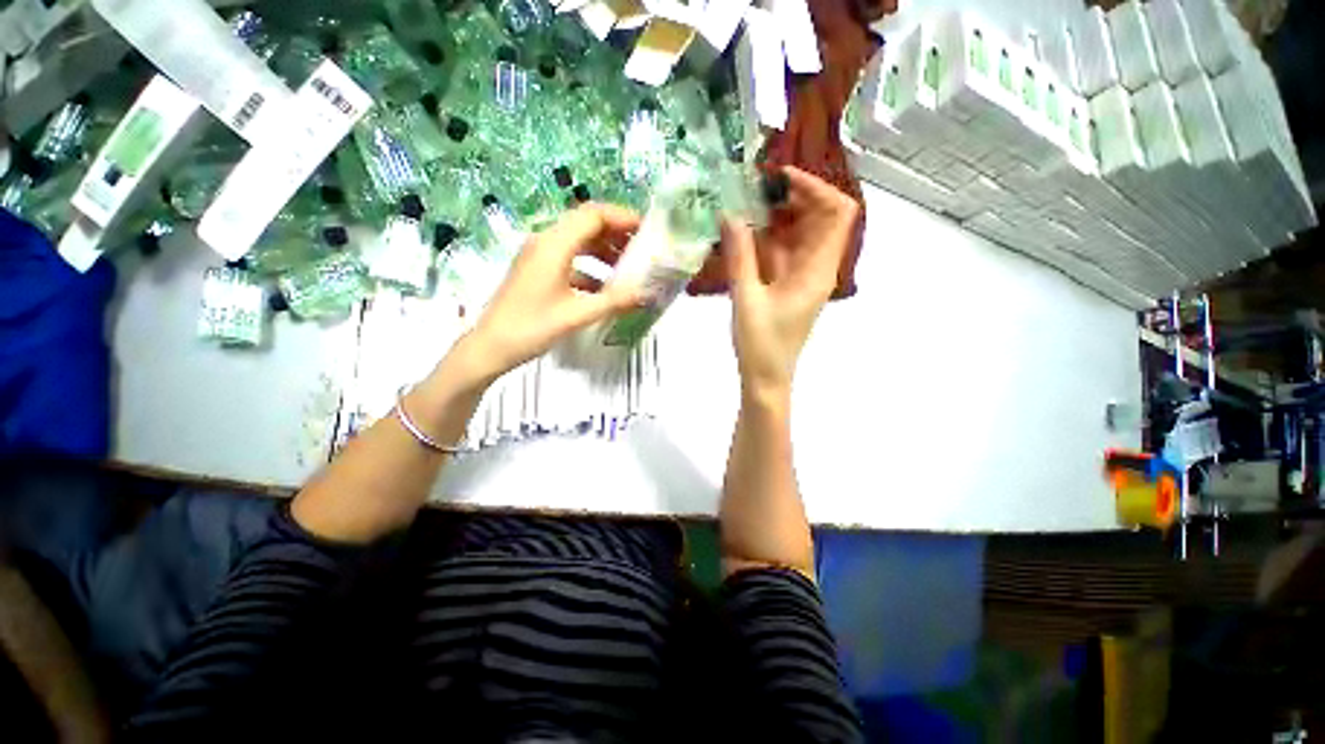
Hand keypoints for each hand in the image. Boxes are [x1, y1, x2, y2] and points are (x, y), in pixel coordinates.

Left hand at [452, 203, 646, 385]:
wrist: (490, 347)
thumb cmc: (531, 328)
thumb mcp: (577, 315)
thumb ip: (615, 301)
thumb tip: (648, 294)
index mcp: (554, 245)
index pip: (593, 215)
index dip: (622, 218)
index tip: (648, 231)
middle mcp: (545, 242)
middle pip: (586, 224)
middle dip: (617, 233)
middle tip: (643, 249)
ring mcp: (539, 256)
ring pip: (578, 241)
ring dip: (605, 250)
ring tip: (629, 268)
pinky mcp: (537, 270)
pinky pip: (570, 259)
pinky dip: (591, 267)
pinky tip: (605, 287)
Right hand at [723, 166, 859, 402]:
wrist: (766, 377)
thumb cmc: (761, 344)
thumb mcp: (746, 298)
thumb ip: (739, 256)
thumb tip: (730, 214)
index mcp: (818, 270)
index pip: (838, 213)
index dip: (816, 188)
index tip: (780, 179)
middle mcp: (817, 268)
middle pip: (819, 217)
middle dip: (791, 198)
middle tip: (754, 190)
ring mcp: (803, 276)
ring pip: (799, 233)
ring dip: (776, 217)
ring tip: (743, 206)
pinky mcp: (788, 284)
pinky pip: (784, 251)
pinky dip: (766, 238)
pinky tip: (742, 234)